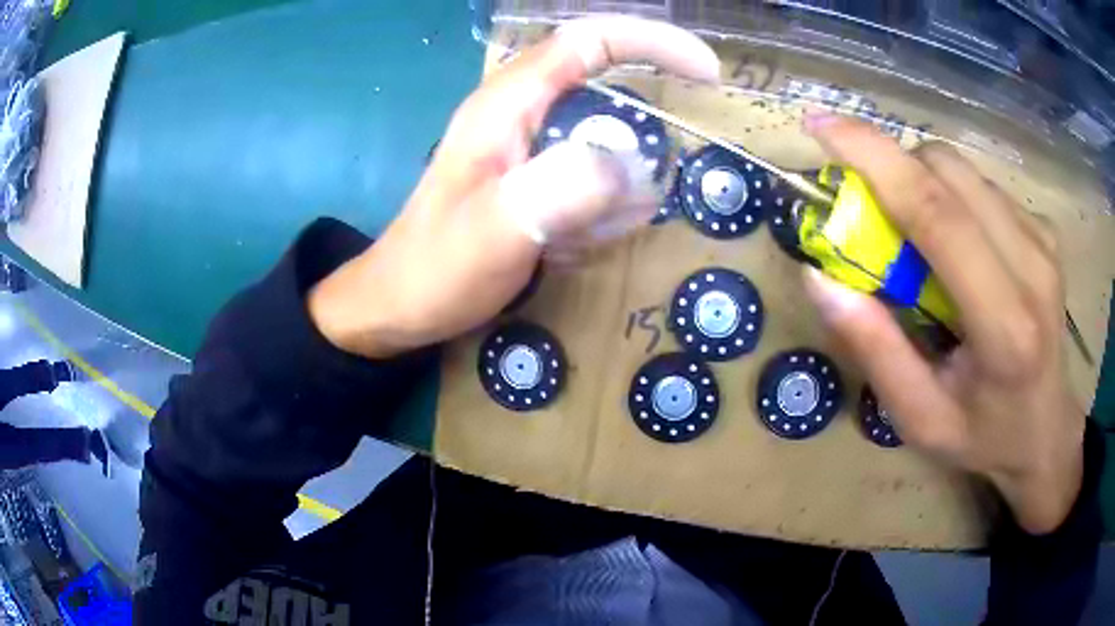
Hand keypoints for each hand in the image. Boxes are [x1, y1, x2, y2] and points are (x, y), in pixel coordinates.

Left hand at [309, 16, 718, 357]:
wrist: (397, 304)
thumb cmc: (436, 268)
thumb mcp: (495, 232)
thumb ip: (557, 192)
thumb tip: (627, 166)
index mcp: (509, 102)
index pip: (591, 40)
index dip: (654, 43)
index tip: (706, 72)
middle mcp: (518, 109)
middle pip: (601, 79)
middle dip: (644, 115)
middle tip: (656, 170)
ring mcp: (522, 140)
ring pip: (599, 128)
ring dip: (621, 171)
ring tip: (590, 230)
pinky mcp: (526, 171)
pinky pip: (585, 166)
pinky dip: (603, 197)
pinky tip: (579, 238)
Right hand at [801, 114, 1084, 534]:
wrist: (1046, 432)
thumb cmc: (983, 436)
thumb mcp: (919, 418)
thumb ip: (875, 349)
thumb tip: (819, 276)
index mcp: (1004, 325)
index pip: (938, 214)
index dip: (874, 158)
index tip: (819, 126)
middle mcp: (1033, 266)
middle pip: (949, 172)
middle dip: (893, 167)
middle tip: (870, 209)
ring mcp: (1044, 241)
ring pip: (964, 171)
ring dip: (922, 182)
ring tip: (917, 239)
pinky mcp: (1045, 229)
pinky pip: (983, 186)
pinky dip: (951, 196)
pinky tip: (957, 244)